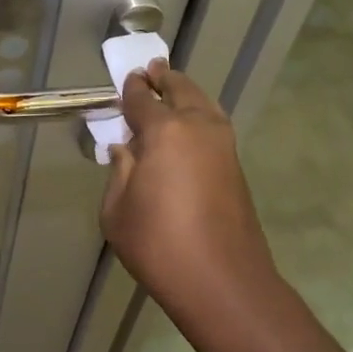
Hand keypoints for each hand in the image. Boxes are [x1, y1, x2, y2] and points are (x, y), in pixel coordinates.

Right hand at [101, 61, 277, 313]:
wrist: (222, 281)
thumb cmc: (158, 245)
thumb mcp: (117, 211)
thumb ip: (120, 172)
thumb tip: (126, 150)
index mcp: (164, 131)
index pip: (142, 99)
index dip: (132, 88)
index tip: (127, 79)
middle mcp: (197, 126)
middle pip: (180, 90)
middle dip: (164, 79)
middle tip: (152, 70)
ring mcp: (223, 144)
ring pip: (204, 103)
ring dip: (186, 93)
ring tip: (173, 89)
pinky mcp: (235, 165)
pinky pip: (214, 123)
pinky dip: (200, 113)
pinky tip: (190, 125)